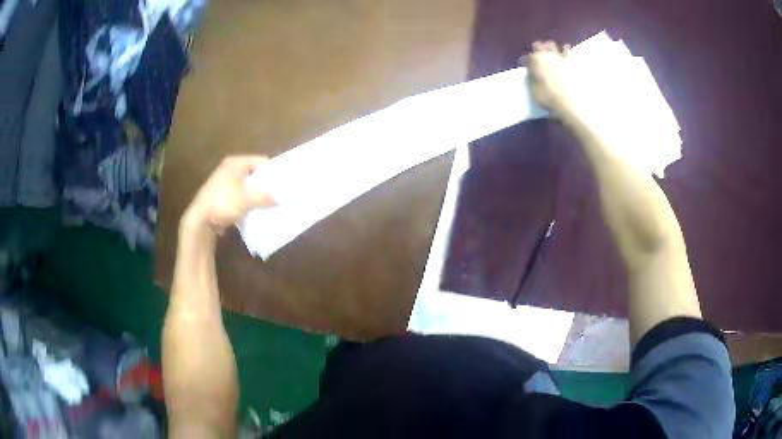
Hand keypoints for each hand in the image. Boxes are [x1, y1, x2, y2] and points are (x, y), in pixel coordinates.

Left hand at [182, 155, 274, 236]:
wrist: (200, 220)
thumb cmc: (223, 202)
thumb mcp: (247, 199)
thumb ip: (266, 197)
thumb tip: (282, 199)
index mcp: (235, 163)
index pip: (261, 161)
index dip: (273, 172)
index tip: (283, 184)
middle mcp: (230, 170)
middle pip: (255, 175)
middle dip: (266, 186)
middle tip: (279, 195)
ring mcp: (225, 184)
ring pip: (249, 188)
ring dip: (258, 197)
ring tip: (270, 206)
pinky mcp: (223, 198)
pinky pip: (241, 198)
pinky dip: (249, 204)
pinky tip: (256, 213)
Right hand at [524, 41, 580, 116]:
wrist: (572, 102)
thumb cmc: (550, 97)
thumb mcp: (533, 90)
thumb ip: (531, 79)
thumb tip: (531, 73)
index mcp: (535, 61)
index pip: (526, 58)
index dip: (524, 61)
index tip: (524, 64)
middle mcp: (546, 55)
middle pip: (539, 47)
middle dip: (536, 49)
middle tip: (535, 53)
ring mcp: (559, 56)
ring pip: (552, 45)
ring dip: (549, 46)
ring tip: (548, 47)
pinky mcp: (571, 61)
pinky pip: (567, 51)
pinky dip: (565, 49)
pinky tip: (566, 47)